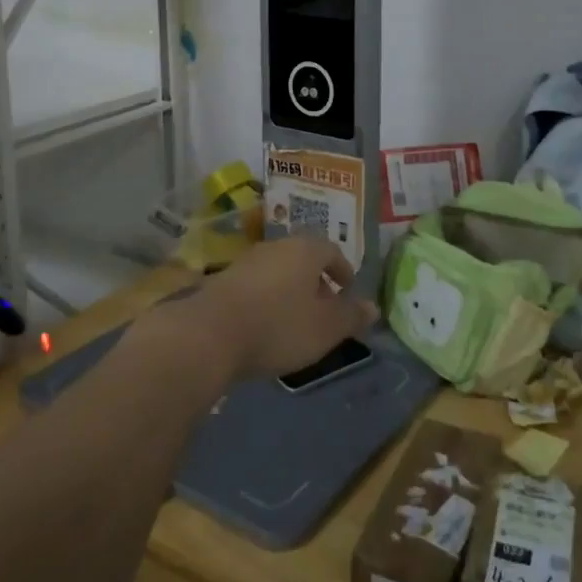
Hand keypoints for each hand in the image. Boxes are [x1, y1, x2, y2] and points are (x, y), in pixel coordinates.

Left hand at [177, 236, 375, 383]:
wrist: (208, 334)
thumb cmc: (278, 327)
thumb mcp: (325, 328)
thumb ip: (351, 316)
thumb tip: (373, 307)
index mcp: (305, 250)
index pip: (332, 251)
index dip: (343, 270)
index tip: (348, 290)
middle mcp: (276, 247)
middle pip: (304, 258)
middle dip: (317, 281)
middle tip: (325, 307)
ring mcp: (246, 261)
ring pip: (279, 270)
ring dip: (291, 290)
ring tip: (296, 319)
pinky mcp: (223, 280)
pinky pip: (257, 284)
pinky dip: (268, 298)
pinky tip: (265, 324)